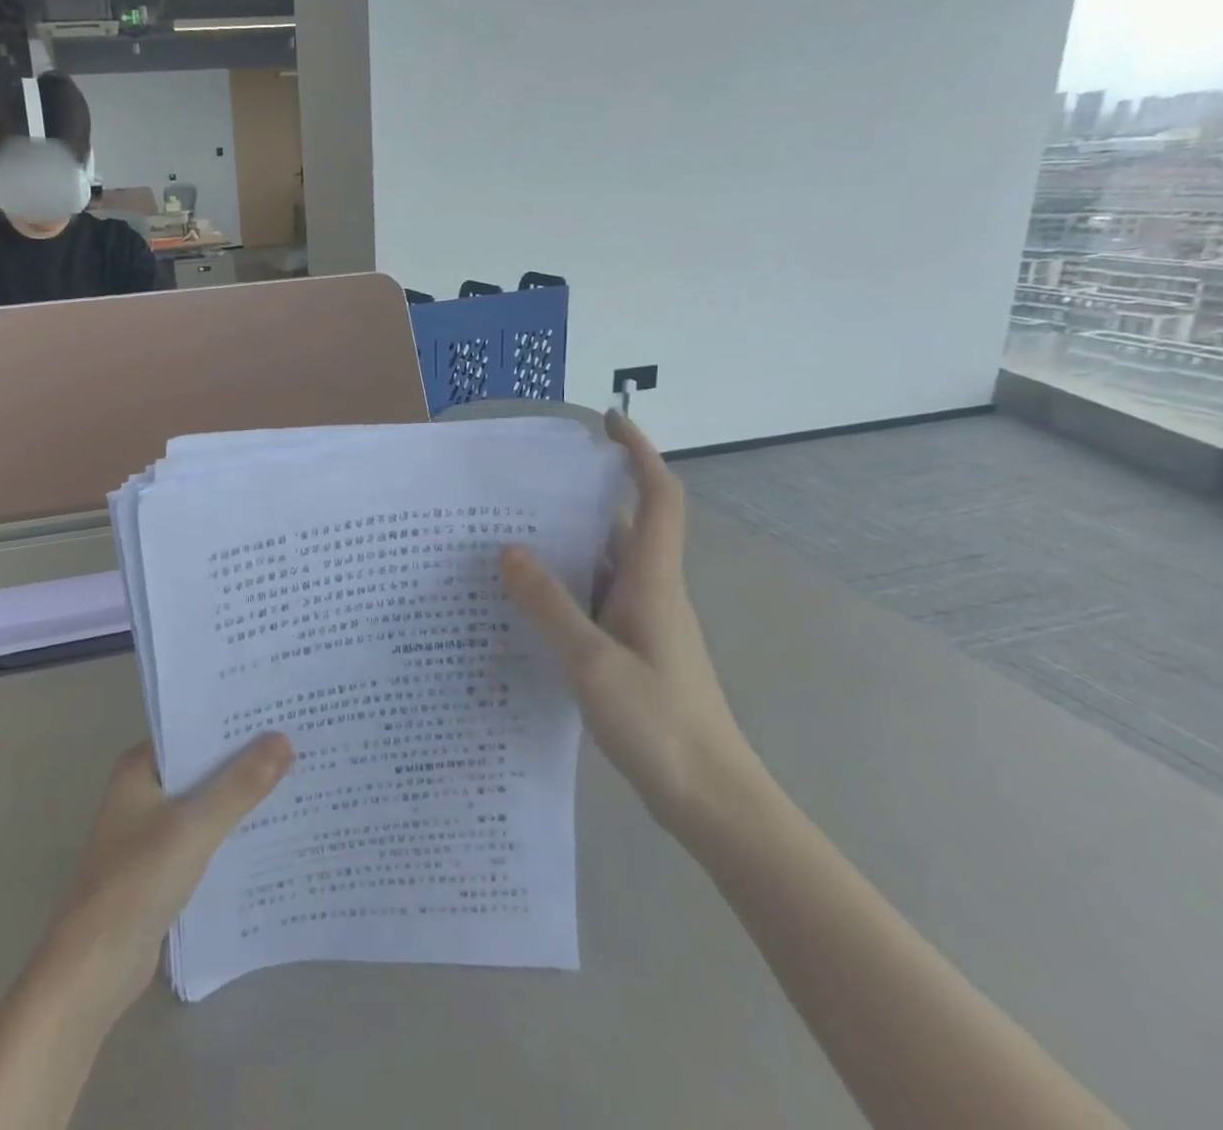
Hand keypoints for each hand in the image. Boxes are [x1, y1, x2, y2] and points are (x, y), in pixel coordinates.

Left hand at [39, 735, 293, 1018]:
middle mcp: (143, 790)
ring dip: (240, 796)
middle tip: (298, 741)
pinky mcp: (161, 866)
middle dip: (244, 757)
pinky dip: (230, 831)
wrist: (94, 968)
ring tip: (295, 779)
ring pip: (205, 801)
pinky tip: (269, 831)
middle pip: (202, 764)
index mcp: (140, 767)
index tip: (278, 710)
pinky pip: (204, 835)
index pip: (193, 728)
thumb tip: (284, 739)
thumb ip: (241, 784)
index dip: (233, 720)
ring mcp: (150, 830)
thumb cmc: (138, 881)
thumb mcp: (195, 826)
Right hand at [499, 410, 756, 828]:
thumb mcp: (592, 662)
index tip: (609, 421)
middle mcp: (652, 591)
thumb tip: (509, 550)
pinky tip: (527, 600)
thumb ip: (549, 605)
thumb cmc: (660, 724)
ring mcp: (645, 623)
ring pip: (605, 565)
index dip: (639, 453)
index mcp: (653, 581)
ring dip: (568, 544)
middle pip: (624, 525)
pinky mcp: (634, 650)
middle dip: (584, 495)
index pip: (659, 497)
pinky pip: (596, 599)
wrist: (713, 800)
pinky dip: (565, 587)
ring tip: (510, 534)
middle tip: (525, 484)